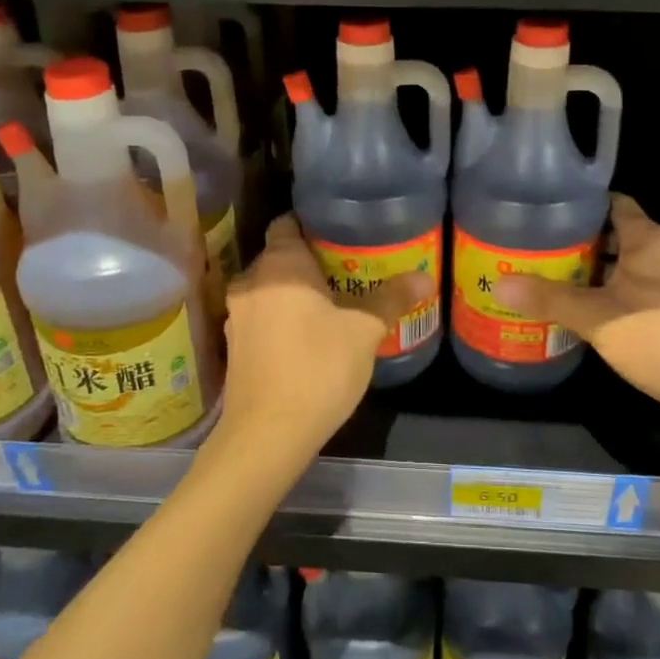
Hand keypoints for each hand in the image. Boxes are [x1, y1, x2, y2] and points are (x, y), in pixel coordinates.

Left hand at [220, 215, 435, 457]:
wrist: (267, 434)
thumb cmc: (317, 368)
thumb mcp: (364, 331)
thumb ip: (391, 298)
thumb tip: (425, 276)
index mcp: (279, 265)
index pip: (288, 223)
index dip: (313, 223)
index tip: (341, 231)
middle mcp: (251, 282)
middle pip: (279, 256)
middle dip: (311, 260)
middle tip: (349, 267)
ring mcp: (237, 316)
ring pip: (270, 289)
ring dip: (296, 292)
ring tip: (333, 300)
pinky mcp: (235, 347)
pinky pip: (262, 316)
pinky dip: (283, 316)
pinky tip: (309, 334)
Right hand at [495, 195, 659, 432]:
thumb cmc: (659, 337)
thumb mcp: (597, 317)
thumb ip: (549, 299)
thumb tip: (499, 284)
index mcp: (650, 240)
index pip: (614, 204)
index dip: (582, 205)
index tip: (548, 211)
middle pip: (619, 235)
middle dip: (583, 242)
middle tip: (541, 250)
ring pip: (631, 266)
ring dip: (600, 272)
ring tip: (559, 280)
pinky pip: (642, 291)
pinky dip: (617, 294)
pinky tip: (592, 312)